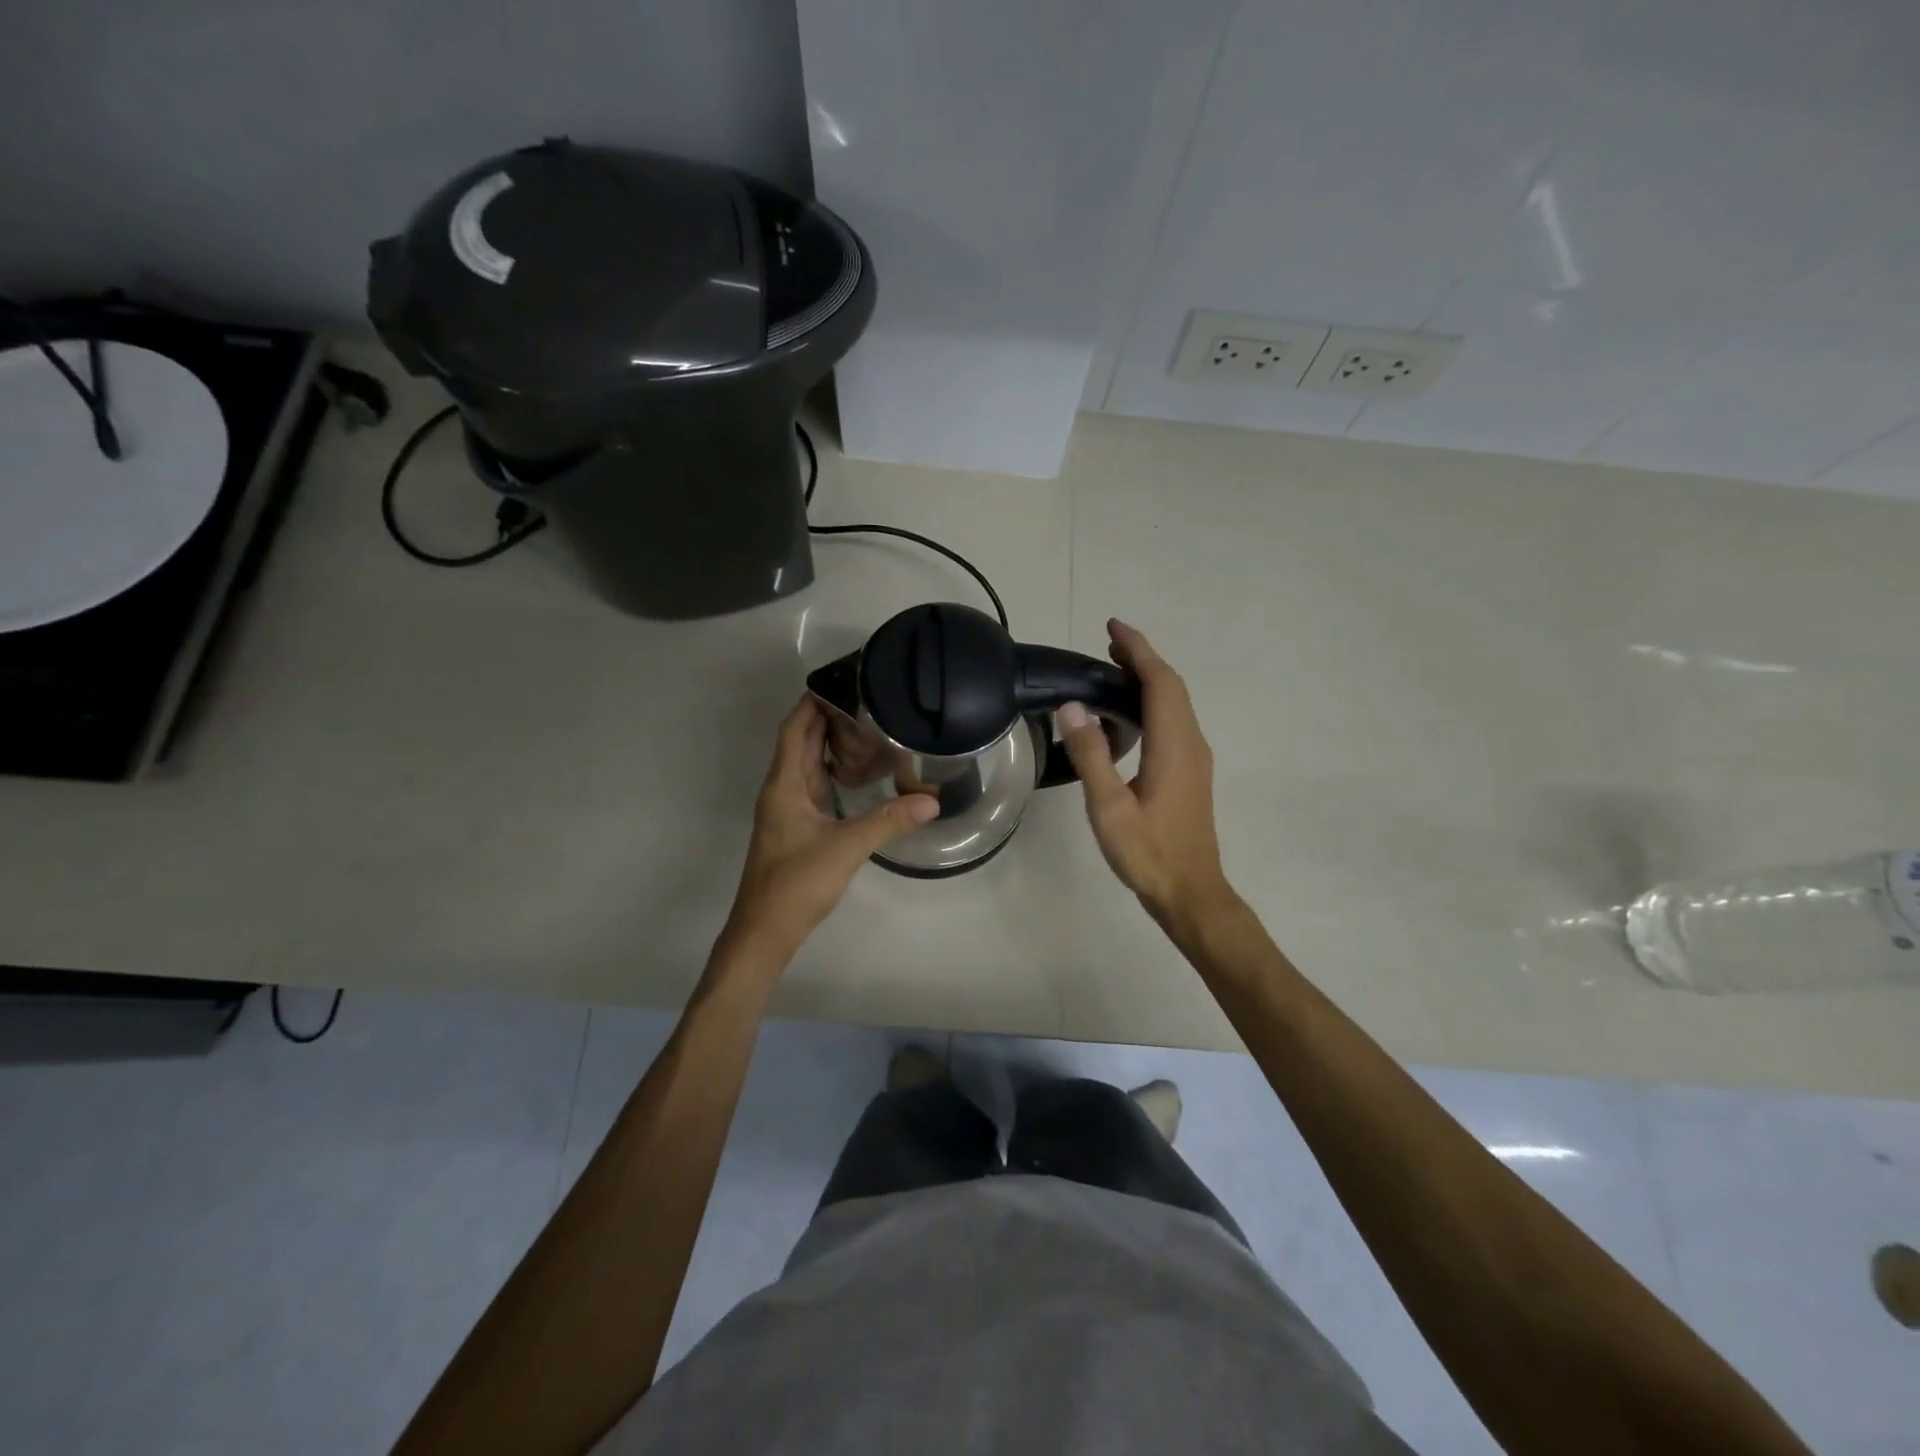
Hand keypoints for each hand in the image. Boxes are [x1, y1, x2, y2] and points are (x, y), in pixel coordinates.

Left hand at [718, 696, 937, 969]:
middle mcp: (782, 789)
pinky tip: (860, 771)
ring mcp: (788, 809)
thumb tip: (931, 800)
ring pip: (809, 763)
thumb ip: (888, 822)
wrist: (765, 930)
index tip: (844, 682)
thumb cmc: (796, 883)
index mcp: (785, 784)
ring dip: (832, 743)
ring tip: (869, 726)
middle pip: (802, 741)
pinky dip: (834, 770)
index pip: (796, 728)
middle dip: (829, 717)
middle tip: (868, 699)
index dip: (814, 702)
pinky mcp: (797, 826)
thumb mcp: (846, 848)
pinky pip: (815, 784)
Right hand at [1057, 620, 1232, 923]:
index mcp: (1174, 745)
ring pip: (1175, 703)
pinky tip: (1129, 715)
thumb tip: (1072, 707)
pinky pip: (1174, 721)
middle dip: (1142, 658)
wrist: (1191, 892)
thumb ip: (1092, 755)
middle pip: (1172, 686)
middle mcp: (1191, 743)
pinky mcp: (1191, 772)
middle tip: (1107, 642)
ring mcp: (1195, 758)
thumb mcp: (1109, 807)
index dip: (1138, 649)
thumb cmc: (1148, 852)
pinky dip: (1152, 702)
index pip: (1159, 682)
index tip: (1112, 626)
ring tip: (1113, 668)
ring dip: (1148, 679)